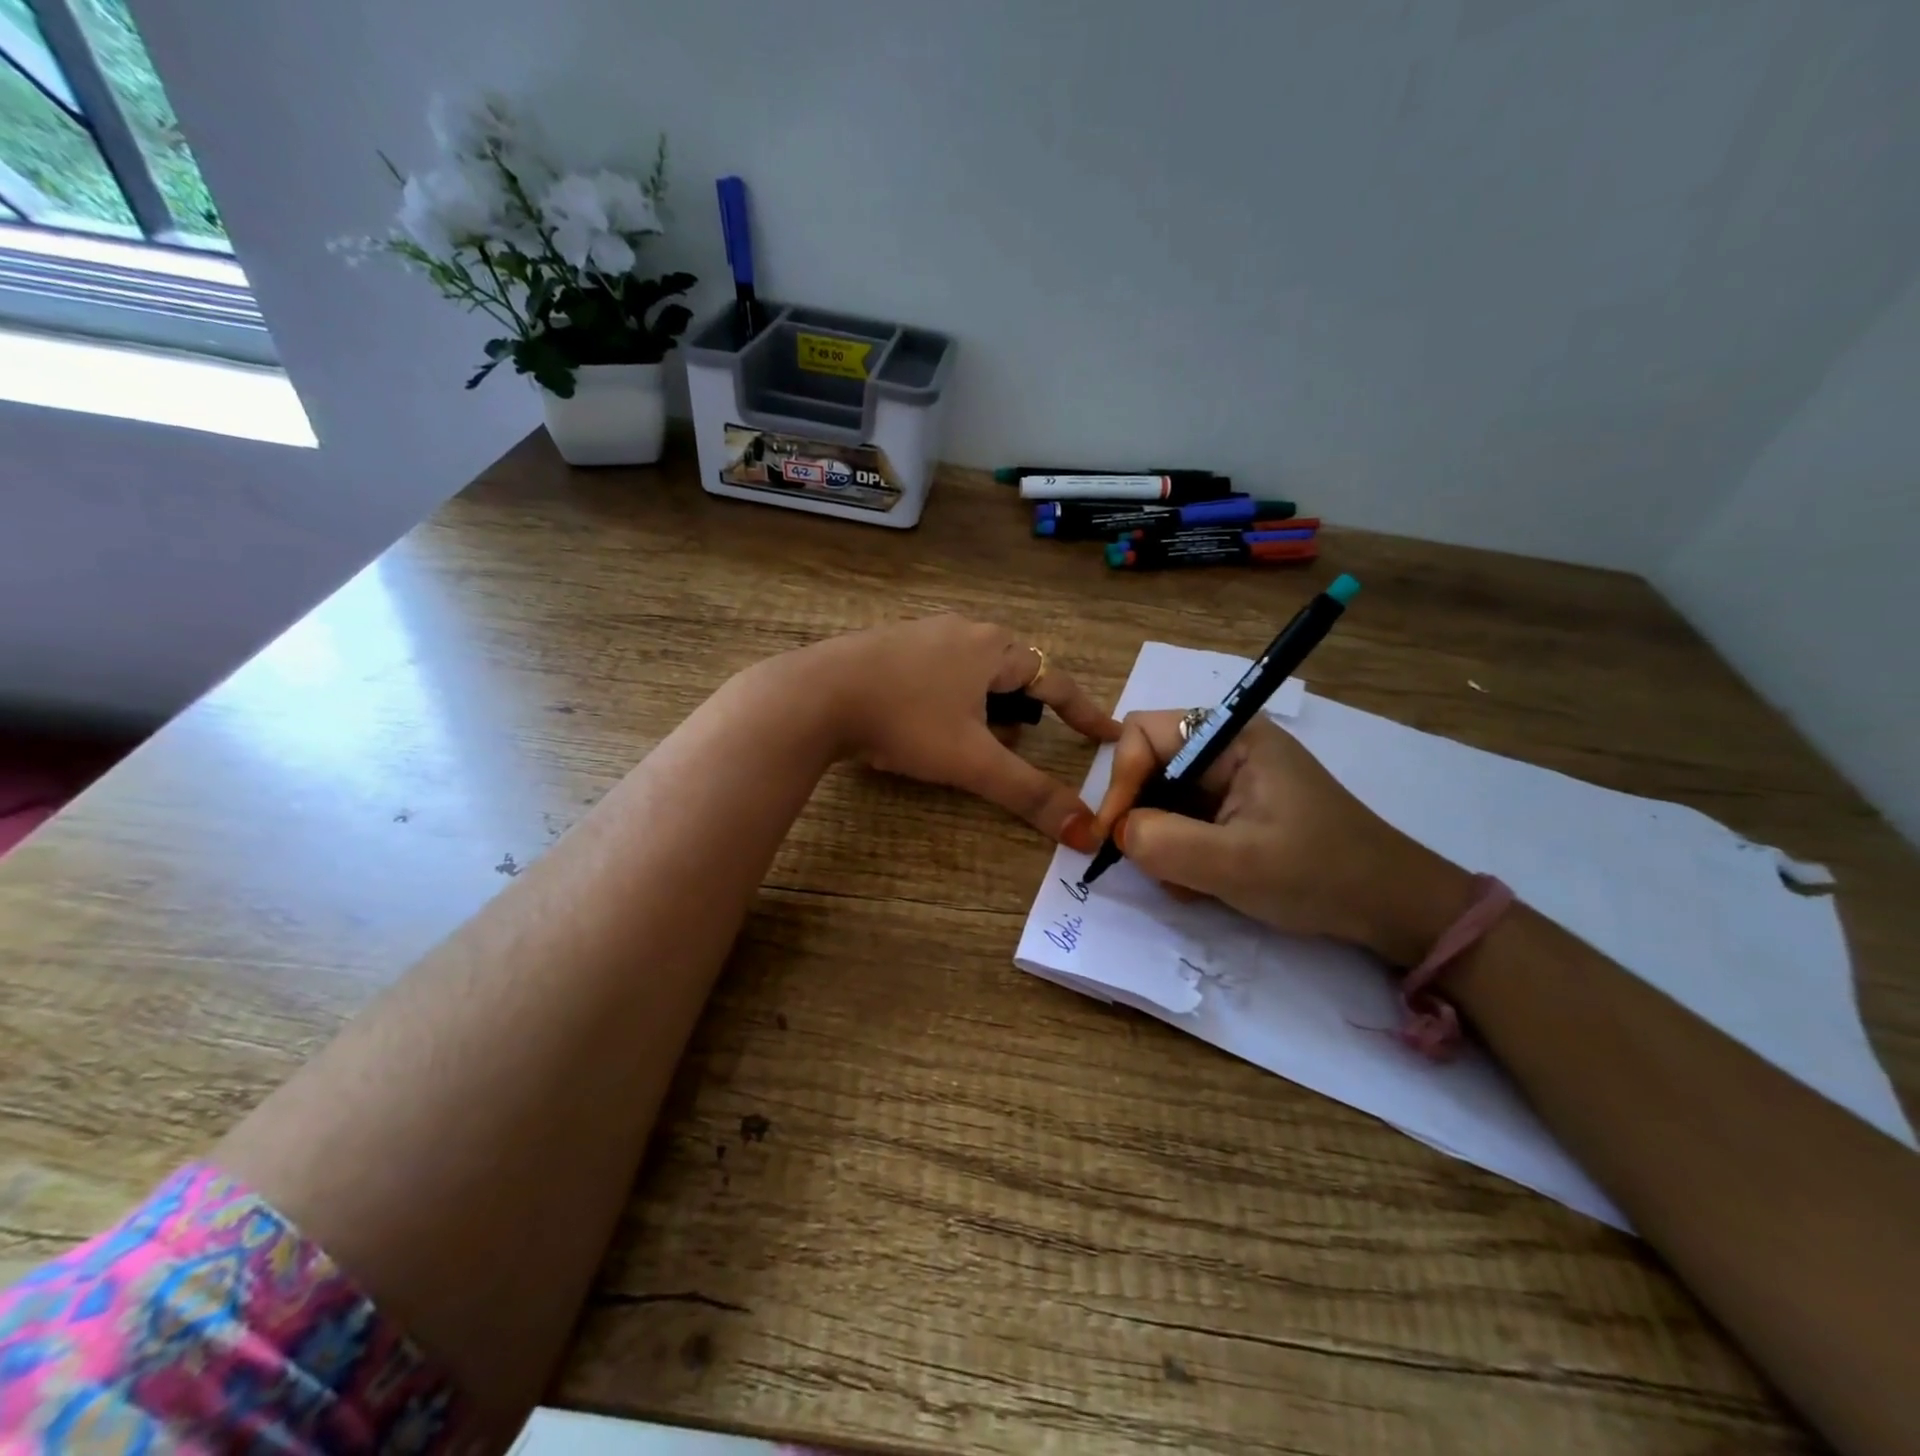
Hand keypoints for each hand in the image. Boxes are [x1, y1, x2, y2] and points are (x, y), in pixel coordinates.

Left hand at [802, 616, 1119, 847]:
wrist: (816, 694)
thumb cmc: (905, 720)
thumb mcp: (972, 761)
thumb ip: (1029, 794)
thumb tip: (1086, 831)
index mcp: (994, 648)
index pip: (1056, 682)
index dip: (1085, 712)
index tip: (1108, 733)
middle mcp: (964, 630)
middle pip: (1013, 673)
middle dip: (1022, 712)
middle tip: (1016, 746)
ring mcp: (923, 632)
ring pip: (973, 672)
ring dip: (983, 707)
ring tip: (968, 743)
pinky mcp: (890, 644)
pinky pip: (938, 671)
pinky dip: (948, 699)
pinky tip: (923, 724)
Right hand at [1091, 711, 1472, 963]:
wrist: (1392, 908)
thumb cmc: (1320, 874)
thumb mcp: (1237, 864)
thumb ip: (1165, 843)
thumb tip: (1116, 832)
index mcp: (1232, 737)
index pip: (1143, 734)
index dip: (1120, 780)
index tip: (1113, 835)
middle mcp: (1227, 748)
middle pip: (1148, 765)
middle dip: (1140, 816)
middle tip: (1147, 863)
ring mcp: (1231, 780)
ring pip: (1161, 798)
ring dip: (1160, 842)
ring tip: (1186, 882)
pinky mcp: (1235, 809)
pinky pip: (1182, 820)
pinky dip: (1179, 852)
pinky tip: (1201, 883)